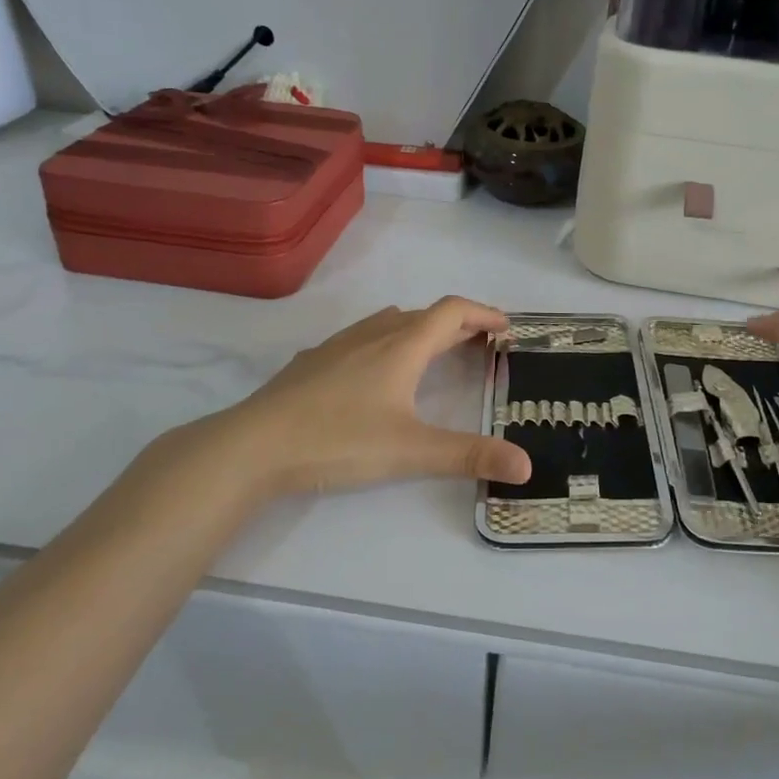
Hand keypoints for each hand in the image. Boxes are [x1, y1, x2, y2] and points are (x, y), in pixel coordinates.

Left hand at [149, 298, 530, 505]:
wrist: (252, 445)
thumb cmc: (337, 440)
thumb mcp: (411, 451)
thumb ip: (469, 456)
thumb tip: (526, 466)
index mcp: (402, 347)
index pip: (452, 312)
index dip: (484, 314)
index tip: (506, 327)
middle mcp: (373, 335)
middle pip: (425, 315)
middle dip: (458, 324)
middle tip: (481, 343)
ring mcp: (337, 346)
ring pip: (389, 322)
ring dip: (420, 328)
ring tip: (433, 349)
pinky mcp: (312, 362)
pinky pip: (360, 337)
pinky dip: (384, 341)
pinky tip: (373, 369)